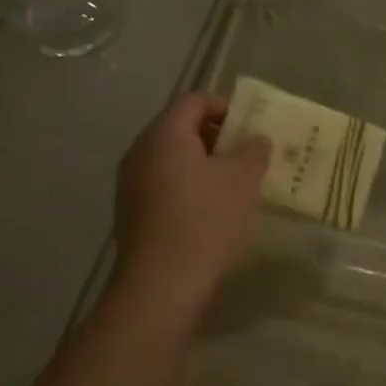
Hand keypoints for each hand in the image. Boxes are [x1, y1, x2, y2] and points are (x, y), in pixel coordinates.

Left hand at [113, 93, 269, 300]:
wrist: (161, 284)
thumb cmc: (205, 221)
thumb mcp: (243, 181)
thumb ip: (253, 151)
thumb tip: (255, 139)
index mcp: (164, 134)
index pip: (194, 101)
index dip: (225, 106)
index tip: (250, 126)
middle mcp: (139, 151)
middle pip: (179, 128)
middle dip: (216, 137)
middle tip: (246, 155)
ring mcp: (130, 183)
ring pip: (171, 159)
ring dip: (202, 164)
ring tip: (232, 185)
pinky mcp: (130, 212)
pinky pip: (162, 184)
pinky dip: (186, 186)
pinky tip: (209, 211)